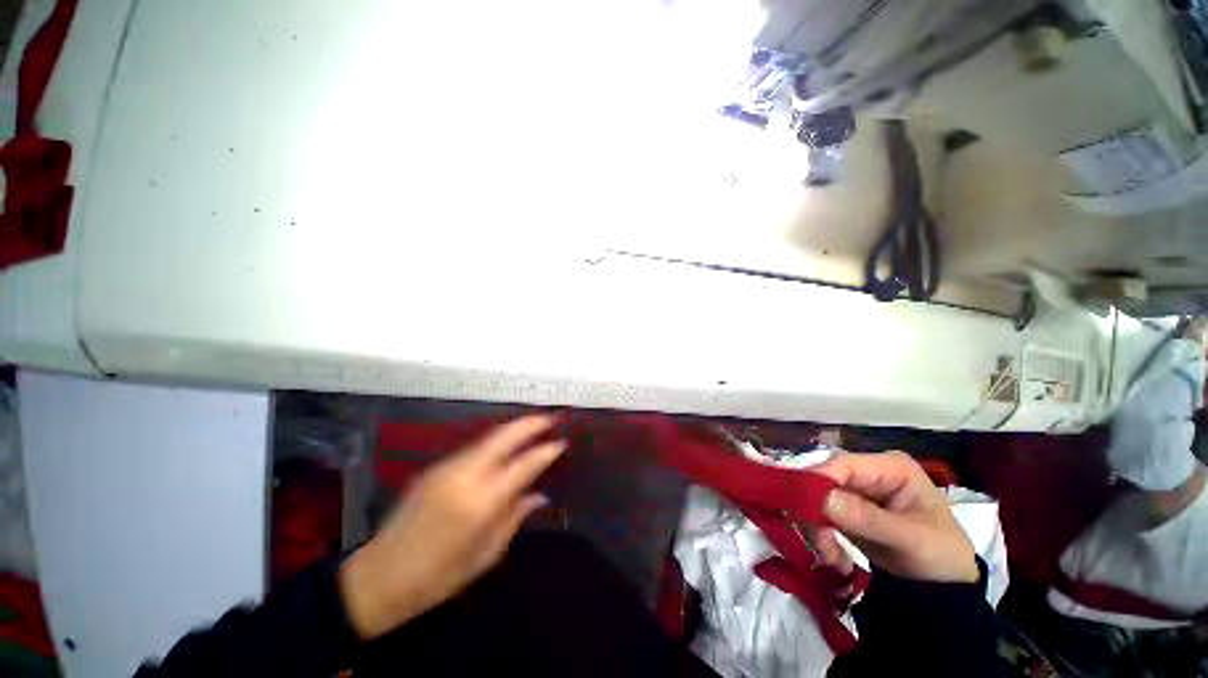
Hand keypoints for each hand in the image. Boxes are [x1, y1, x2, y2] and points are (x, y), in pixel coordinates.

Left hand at [339, 415, 565, 638]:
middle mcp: (464, 476)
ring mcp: (447, 468)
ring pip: (488, 438)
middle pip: (504, 437)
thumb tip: (539, 495)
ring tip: (533, 427)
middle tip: (551, 419)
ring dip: (513, 429)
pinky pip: (474, 448)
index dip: (545, 451)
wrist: (378, 577)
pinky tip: (505, 447)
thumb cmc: (437, 578)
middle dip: (530, 424)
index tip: (561, 443)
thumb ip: (514, 519)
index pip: (523, 465)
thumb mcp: (484, 557)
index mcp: (480, 503)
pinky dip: (495, 441)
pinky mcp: (435, 468)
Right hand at [813, 451, 978, 583]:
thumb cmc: (942, 557)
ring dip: (815, 527)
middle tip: (821, 546)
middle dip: (815, 511)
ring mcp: (854, 491)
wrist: (945, 588)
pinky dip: (819, 535)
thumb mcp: (912, 540)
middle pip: (823, 480)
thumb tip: (823, 498)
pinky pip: (818, 515)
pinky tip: (832, 557)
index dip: (819, 481)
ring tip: (831, 558)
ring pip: (815, 498)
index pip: (843, 464)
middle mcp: (867, 473)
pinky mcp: (843, 509)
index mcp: (890, 467)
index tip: (803, 510)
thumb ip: (869, 519)